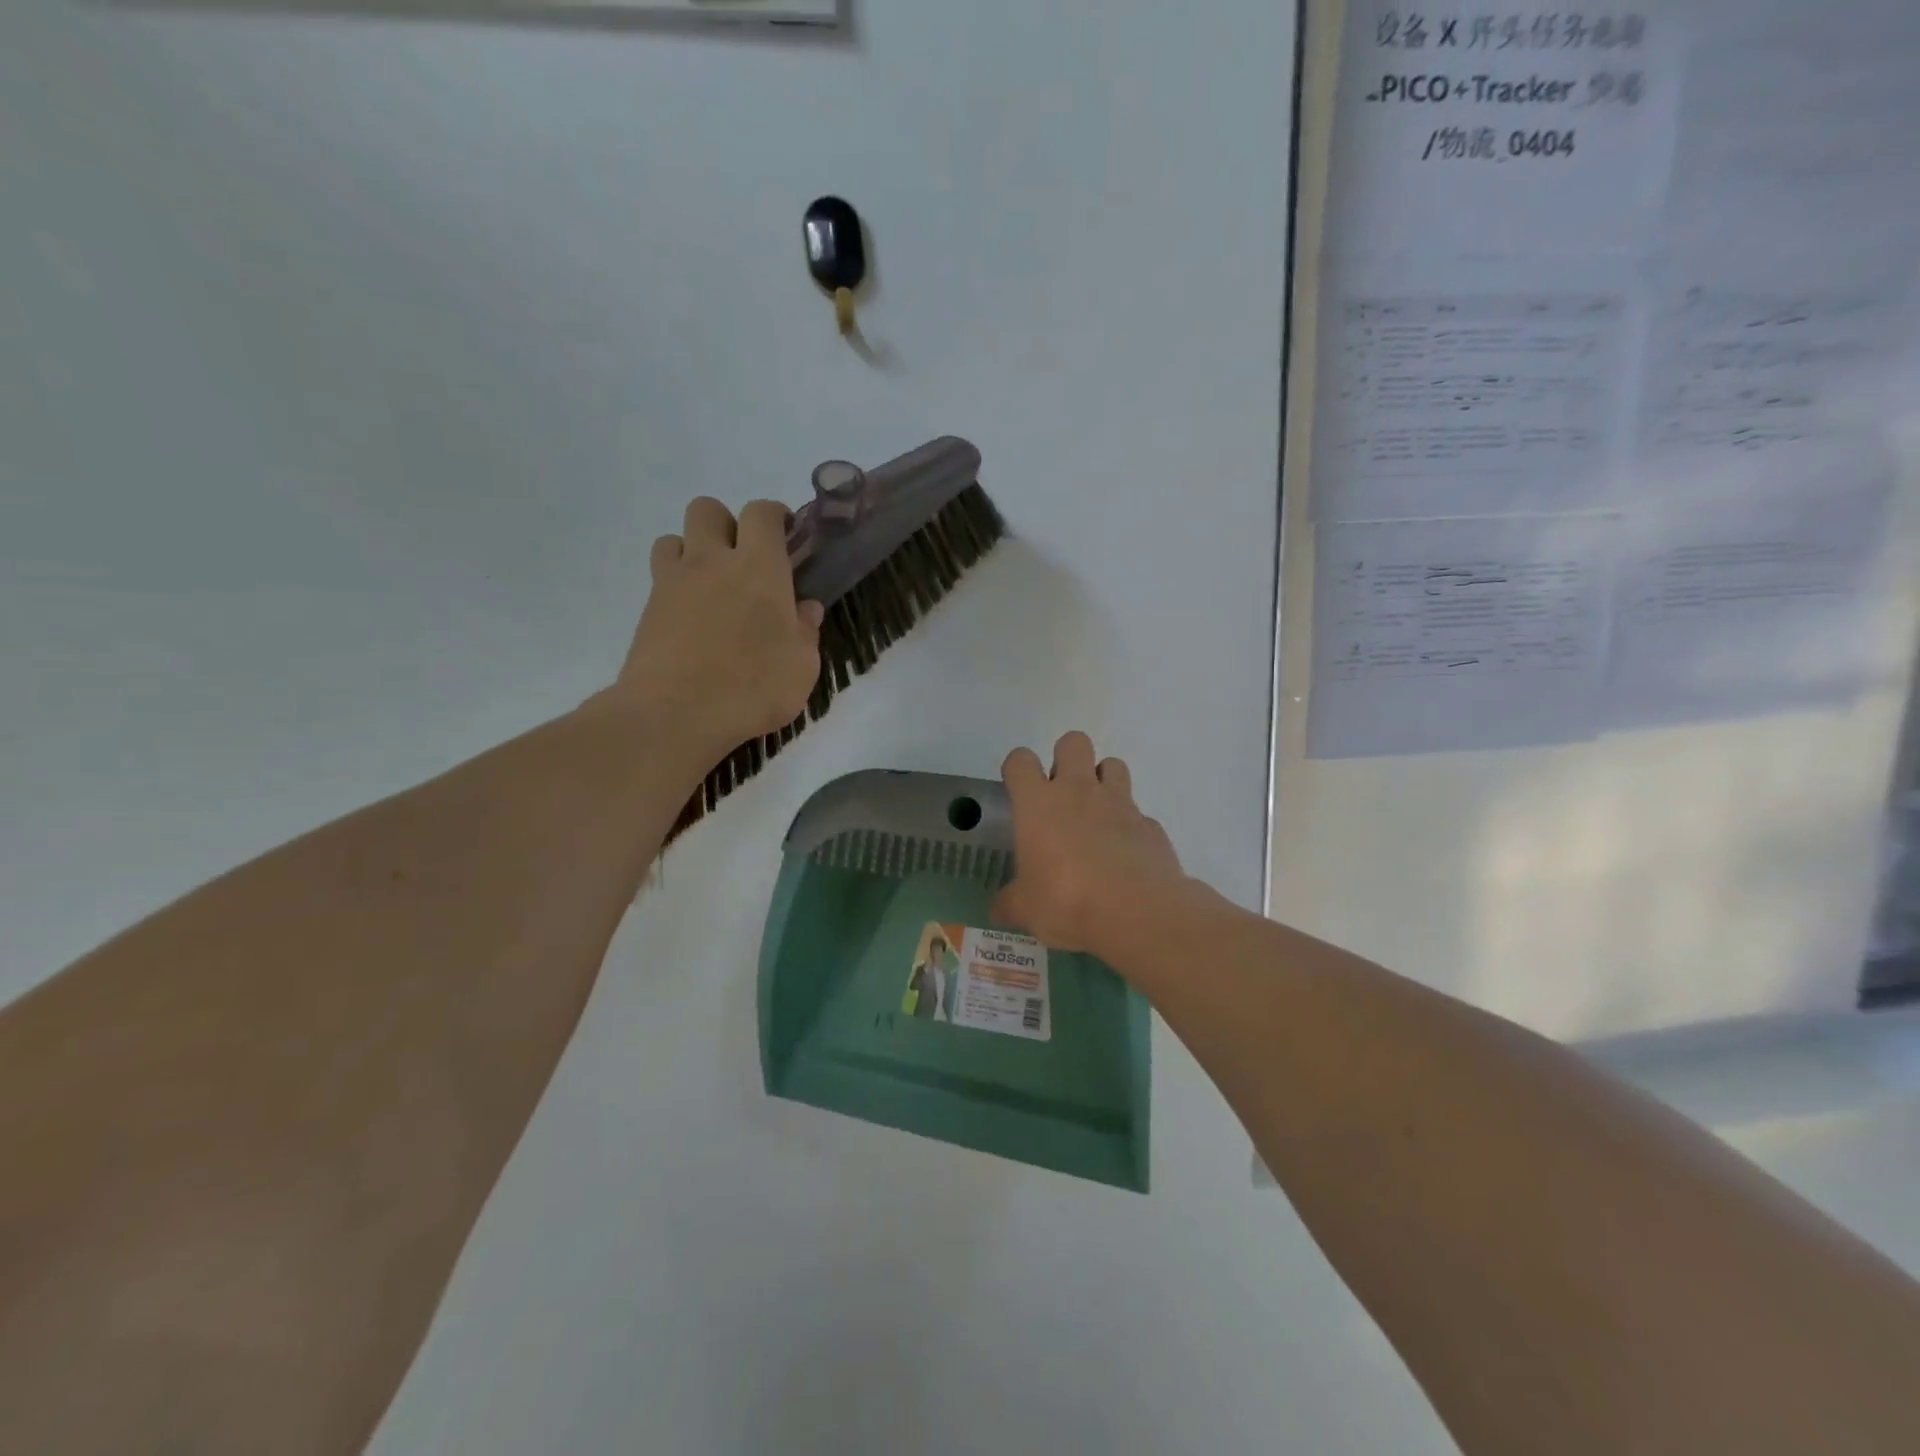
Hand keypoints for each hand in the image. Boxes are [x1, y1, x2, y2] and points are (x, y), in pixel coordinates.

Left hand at [610, 497, 823, 756]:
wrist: (674, 714)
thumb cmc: (752, 688)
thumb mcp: (801, 667)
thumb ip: (806, 631)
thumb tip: (805, 609)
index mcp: (759, 568)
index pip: (762, 513)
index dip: (775, 515)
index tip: (786, 535)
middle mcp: (713, 561)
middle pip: (709, 509)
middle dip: (727, 524)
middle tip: (744, 561)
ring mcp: (674, 582)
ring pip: (675, 537)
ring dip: (693, 551)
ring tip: (711, 586)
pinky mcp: (648, 608)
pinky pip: (660, 576)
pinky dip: (676, 584)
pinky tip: (690, 617)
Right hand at [991, 732, 1184, 954]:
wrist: (1137, 913)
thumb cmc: (1066, 902)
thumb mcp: (1026, 909)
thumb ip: (1011, 902)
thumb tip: (999, 908)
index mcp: (1039, 803)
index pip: (1020, 760)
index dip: (1017, 769)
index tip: (1018, 789)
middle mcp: (1079, 791)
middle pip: (1073, 741)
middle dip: (1066, 758)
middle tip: (1061, 794)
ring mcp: (1120, 803)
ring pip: (1113, 764)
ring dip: (1103, 780)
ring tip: (1096, 814)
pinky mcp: (1150, 824)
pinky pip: (1138, 812)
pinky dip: (1130, 825)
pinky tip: (1124, 853)